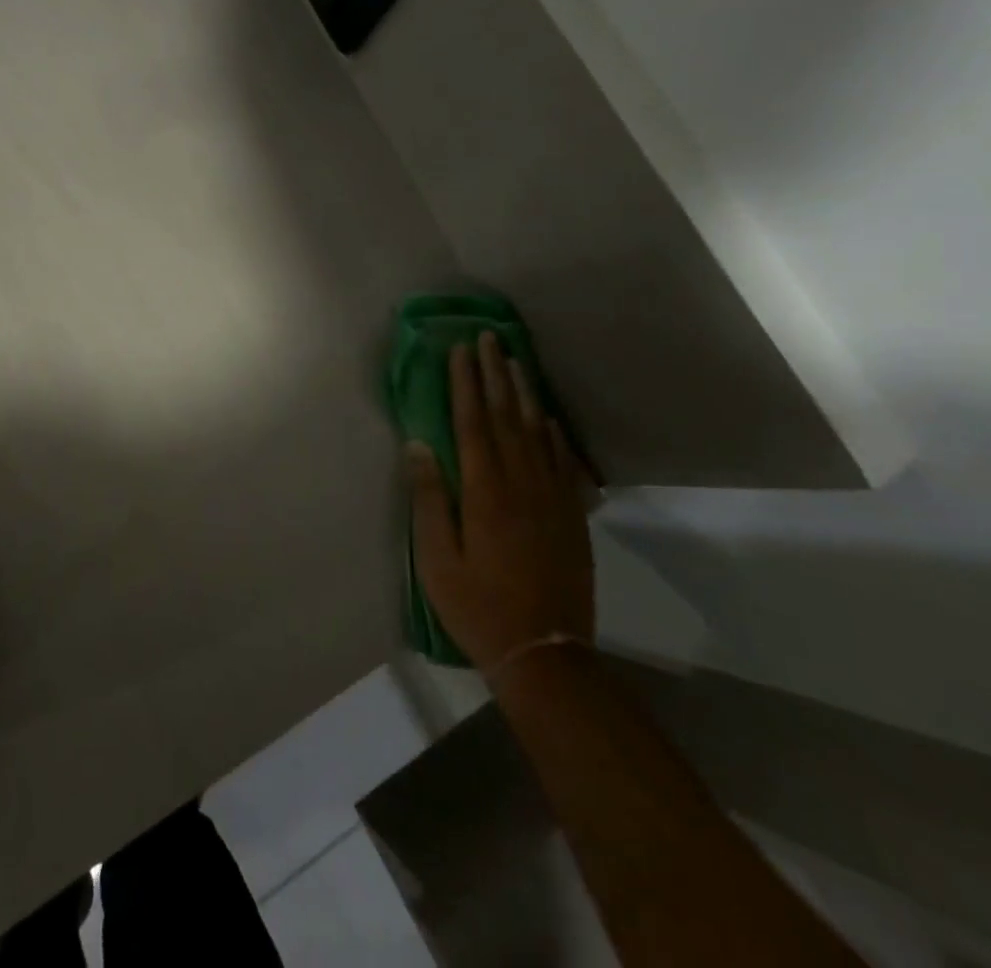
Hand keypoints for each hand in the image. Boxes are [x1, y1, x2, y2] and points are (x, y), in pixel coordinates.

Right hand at [409, 332, 596, 676]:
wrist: (545, 653)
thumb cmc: (478, 606)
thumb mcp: (437, 559)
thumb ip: (429, 498)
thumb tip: (418, 445)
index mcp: (485, 491)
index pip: (473, 422)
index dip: (465, 383)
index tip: (460, 350)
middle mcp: (521, 483)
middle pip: (507, 416)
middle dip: (495, 373)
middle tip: (489, 338)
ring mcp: (552, 497)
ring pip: (538, 431)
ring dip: (525, 393)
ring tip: (516, 361)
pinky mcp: (572, 515)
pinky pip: (563, 461)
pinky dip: (554, 433)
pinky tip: (548, 418)